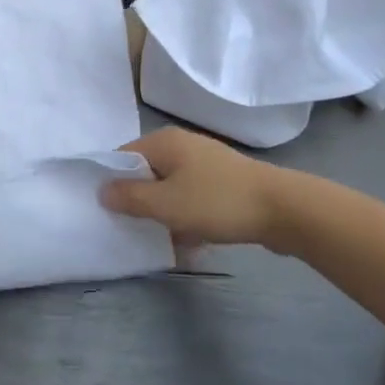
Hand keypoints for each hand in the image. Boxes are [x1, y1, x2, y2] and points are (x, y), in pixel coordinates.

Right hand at [101, 127, 283, 248]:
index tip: (109, 211)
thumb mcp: (166, 204)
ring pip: (172, 189)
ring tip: (165, 241)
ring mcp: (206, 163)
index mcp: (164, 141)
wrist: (283, 209)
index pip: (123, 156)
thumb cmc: (217, 202)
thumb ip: (130, 198)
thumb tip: (102, 190)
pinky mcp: (224, 183)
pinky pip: (194, 198)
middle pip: (148, 174)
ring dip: (166, 215)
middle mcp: (183, 145)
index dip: (113, 182)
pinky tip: (193, 243)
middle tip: (134, 229)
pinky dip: (189, 217)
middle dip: (141, 203)